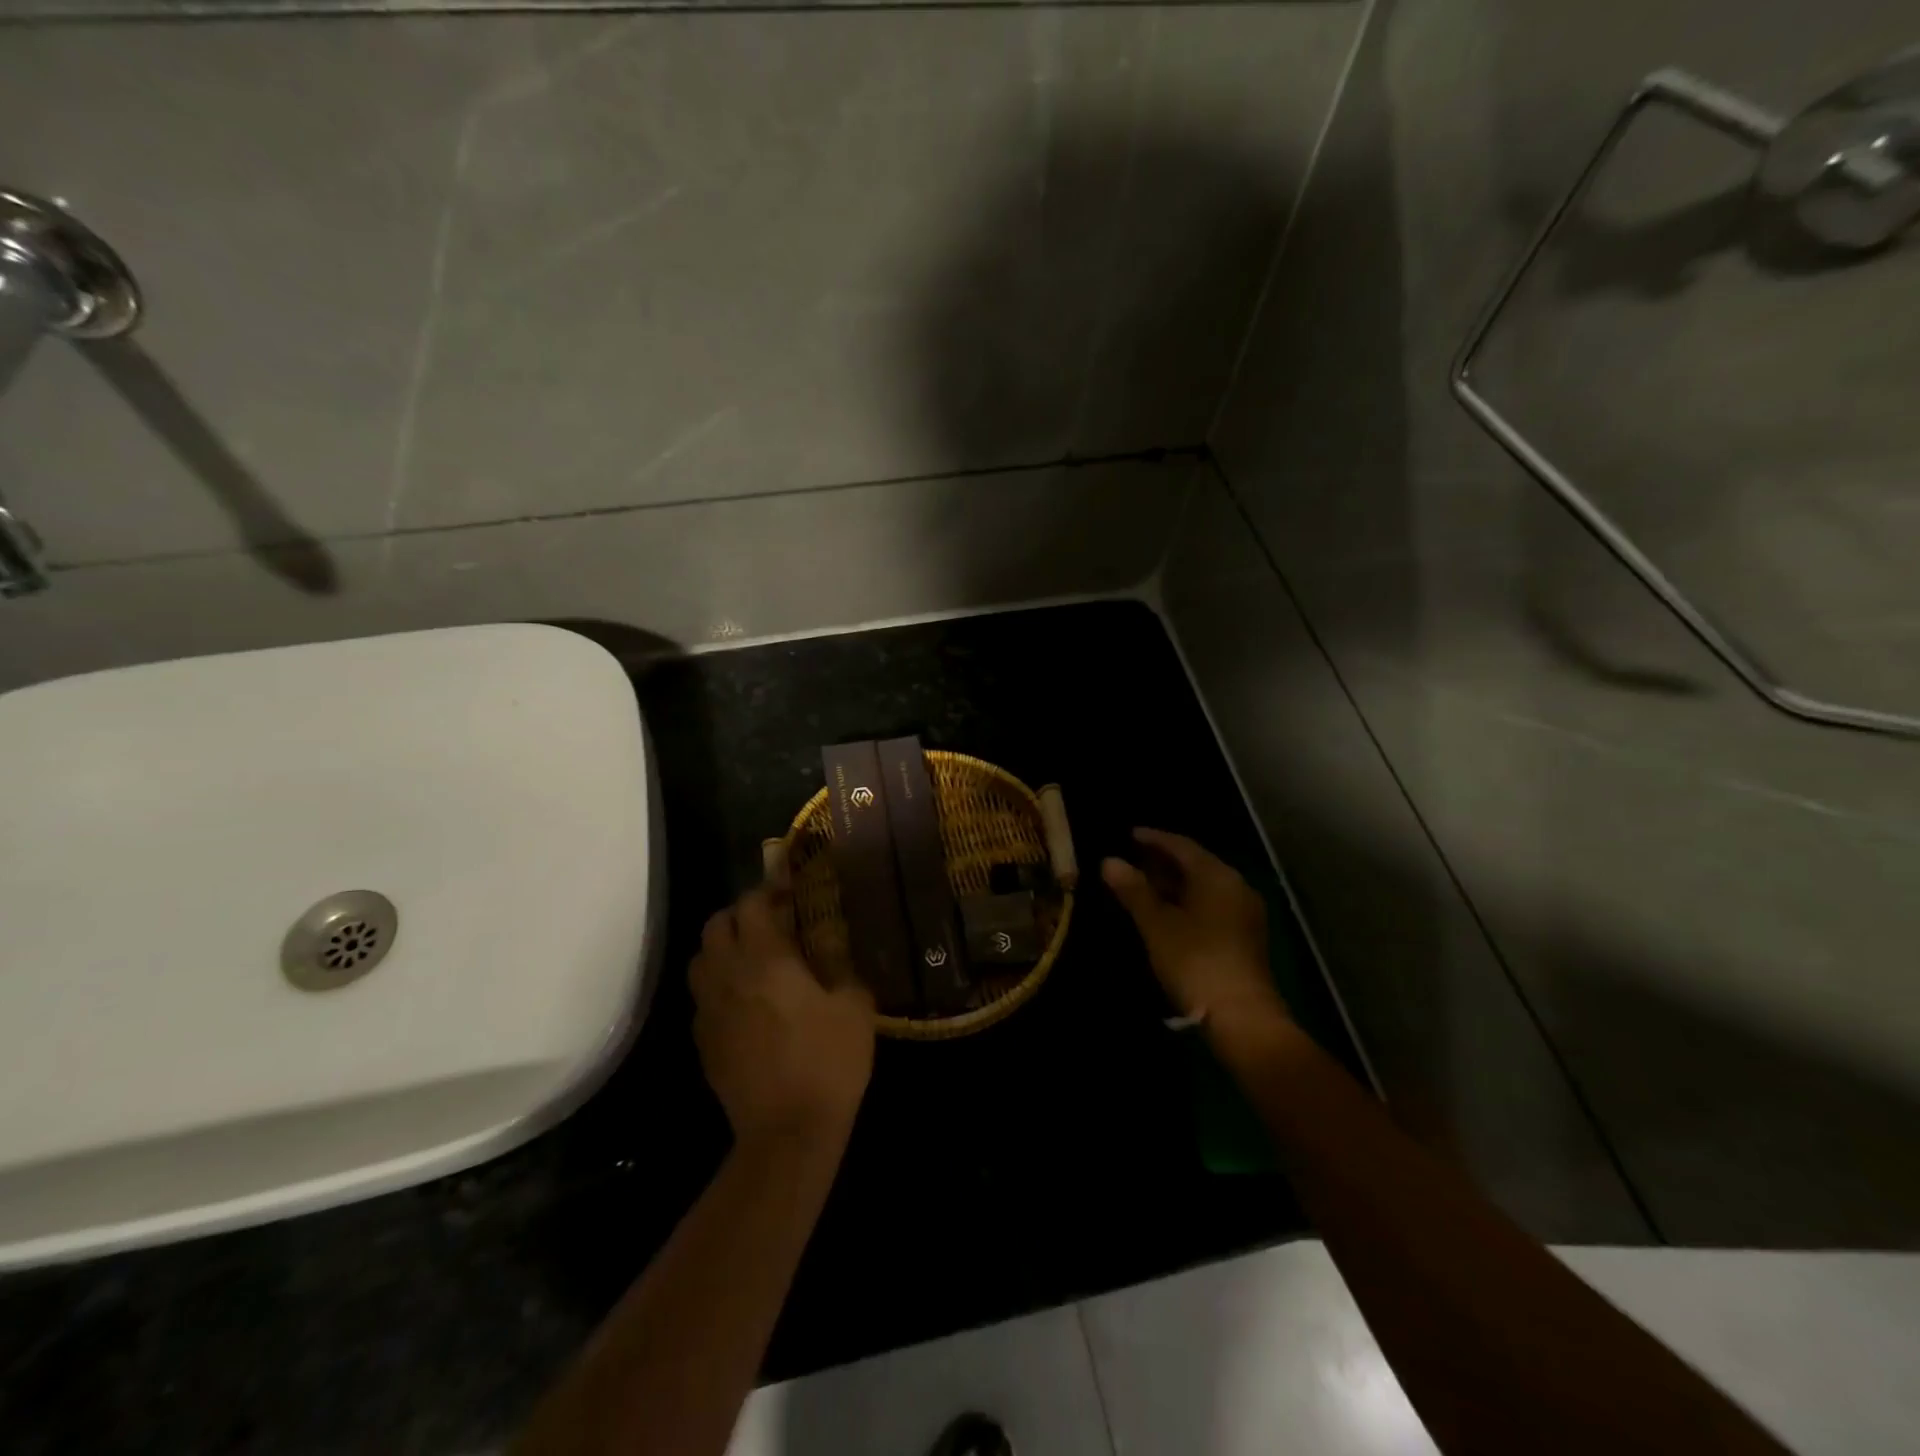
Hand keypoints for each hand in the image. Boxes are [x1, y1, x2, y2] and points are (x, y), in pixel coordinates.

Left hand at [690, 879, 875, 1148]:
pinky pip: (702, 997)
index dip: (769, 892)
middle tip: (771, 924)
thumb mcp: (856, 1007)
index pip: (751, 905)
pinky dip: (718, 986)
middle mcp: (729, 975)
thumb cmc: (828, 1061)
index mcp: (766, 959)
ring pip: (700, 959)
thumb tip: (837, 960)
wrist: (787, 1131)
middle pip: (715, 925)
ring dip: (722, 948)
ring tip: (752, 959)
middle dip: (740, 915)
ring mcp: (709, 1009)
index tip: (790, 895)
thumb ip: (845, 971)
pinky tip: (744, 1002)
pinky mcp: (703, 1041)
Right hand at [1102, 828, 1287, 1026]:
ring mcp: (1244, 913)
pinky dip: (1187, 902)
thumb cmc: (1195, 961)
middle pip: (1196, 864)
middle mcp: (1236, 886)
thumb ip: (1134, 890)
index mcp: (1217, 876)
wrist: (1242, 1017)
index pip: (1181, 845)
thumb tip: (1109, 861)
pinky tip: (1166, 913)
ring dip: (1174, 884)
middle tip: (1132, 861)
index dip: (1153, 839)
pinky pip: (1211, 905)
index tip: (1129, 835)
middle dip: (1163, 861)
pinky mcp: (1245, 937)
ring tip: (1143, 886)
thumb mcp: (1157, 924)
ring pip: (1203, 887)